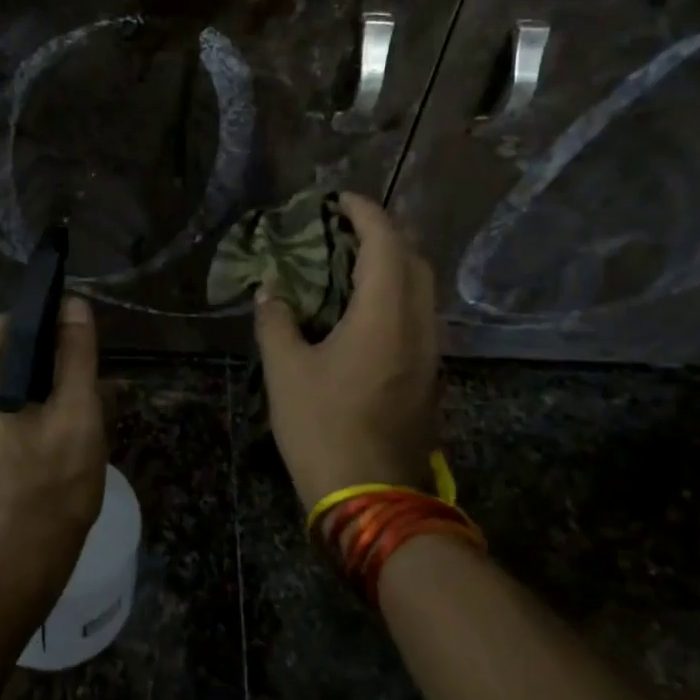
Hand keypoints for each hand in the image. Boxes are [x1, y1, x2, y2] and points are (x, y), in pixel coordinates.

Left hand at [0, 297, 107, 583]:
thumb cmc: (50, 490)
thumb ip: (75, 355)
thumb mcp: (76, 416)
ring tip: (65, 420)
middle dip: (41, 368)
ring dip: (29, 395)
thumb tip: (72, 304)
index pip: (6, 328)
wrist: (16, 573)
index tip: (77, 347)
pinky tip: (42, 442)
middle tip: (79, 393)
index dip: (46, 328)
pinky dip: (11, 418)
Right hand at [254, 192, 440, 510]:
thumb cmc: (323, 428)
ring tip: (349, 263)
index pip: (385, 242)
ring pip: (421, 288)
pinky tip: (361, 307)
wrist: (372, 499)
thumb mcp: (286, 371)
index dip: (364, 212)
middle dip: (382, 233)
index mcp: (385, 315)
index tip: (337, 200)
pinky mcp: (427, 374)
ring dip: (391, 264)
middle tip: (342, 230)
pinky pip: (417, 314)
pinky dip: (394, 294)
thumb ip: (276, 321)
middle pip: (413, 259)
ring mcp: (429, 352)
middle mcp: (418, 325)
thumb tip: (271, 289)